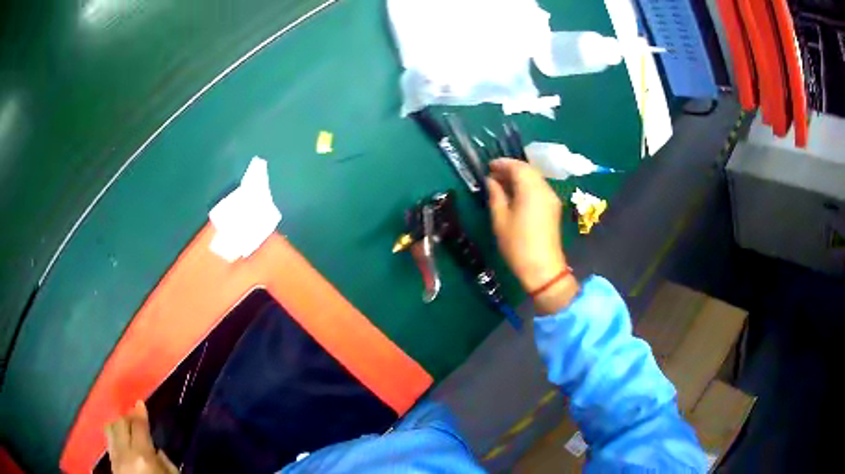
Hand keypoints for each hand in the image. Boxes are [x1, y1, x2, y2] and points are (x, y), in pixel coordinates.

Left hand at [105, 401, 178, 473]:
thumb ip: (164, 460)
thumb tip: (155, 448)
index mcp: (142, 454)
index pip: (138, 426)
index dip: (140, 413)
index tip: (140, 403)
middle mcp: (124, 451)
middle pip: (120, 423)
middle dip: (127, 417)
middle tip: (135, 416)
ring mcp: (115, 457)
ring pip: (110, 430)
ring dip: (118, 425)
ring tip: (126, 427)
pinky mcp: (111, 464)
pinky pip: (109, 443)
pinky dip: (114, 436)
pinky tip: (120, 440)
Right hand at [487, 158, 577, 313]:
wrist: (543, 268)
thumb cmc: (517, 244)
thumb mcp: (500, 219)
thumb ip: (495, 195)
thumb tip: (491, 180)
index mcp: (531, 189)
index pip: (517, 166)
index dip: (502, 163)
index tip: (488, 166)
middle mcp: (544, 189)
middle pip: (528, 170)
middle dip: (511, 169)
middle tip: (493, 175)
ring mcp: (551, 198)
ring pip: (535, 178)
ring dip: (519, 177)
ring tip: (502, 184)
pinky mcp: (554, 207)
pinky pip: (539, 188)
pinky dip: (527, 186)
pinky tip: (515, 194)